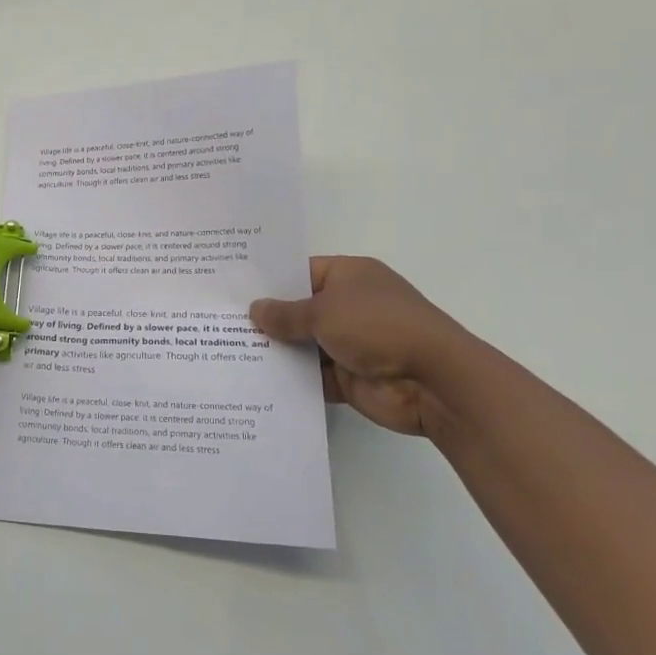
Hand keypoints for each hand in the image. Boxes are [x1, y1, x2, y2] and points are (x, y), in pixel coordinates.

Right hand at [249, 257, 467, 435]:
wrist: (433, 382)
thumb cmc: (377, 327)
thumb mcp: (323, 312)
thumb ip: (285, 313)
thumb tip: (254, 310)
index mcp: (350, 276)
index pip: (301, 272)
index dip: (269, 281)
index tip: (233, 290)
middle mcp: (350, 306)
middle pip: (300, 310)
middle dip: (268, 319)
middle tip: (221, 322)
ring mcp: (351, 344)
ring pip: (304, 345)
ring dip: (277, 352)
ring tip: (229, 352)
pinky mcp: (350, 378)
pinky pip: (313, 377)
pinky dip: (292, 381)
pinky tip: (255, 381)